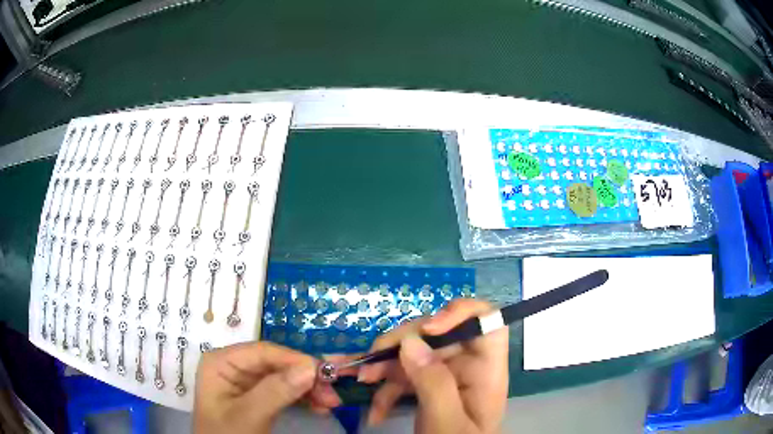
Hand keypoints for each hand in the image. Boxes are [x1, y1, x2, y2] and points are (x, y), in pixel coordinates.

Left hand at [194, 342, 341, 433]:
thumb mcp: (249, 416)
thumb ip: (275, 392)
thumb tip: (310, 368)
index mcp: (222, 362)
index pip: (263, 352)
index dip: (295, 360)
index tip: (325, 373)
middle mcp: (234, 366)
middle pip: (276, 364)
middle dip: (305, 377)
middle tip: (333, 394)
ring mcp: (246, 382)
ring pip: (284, 376)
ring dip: (309, 389)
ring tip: (331, 403)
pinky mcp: (257, 396)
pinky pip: (284, 390)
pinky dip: (303, 398)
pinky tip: (319, 407)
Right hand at [357, 299, 508, 433]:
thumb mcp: (447, 421)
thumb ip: (434, 383)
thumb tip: (410, 341)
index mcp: (485, 370)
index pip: (487, 321)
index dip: (460, 313)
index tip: (428, 329)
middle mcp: (466, 366)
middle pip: (438, 334)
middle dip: (401, 344)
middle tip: (371, 364)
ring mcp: (445, 376)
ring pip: (413, 353)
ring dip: (384, 366)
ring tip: (362, 381)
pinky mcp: (426, 388)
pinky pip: (403, 376)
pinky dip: (385, 390)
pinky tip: (374, 411)